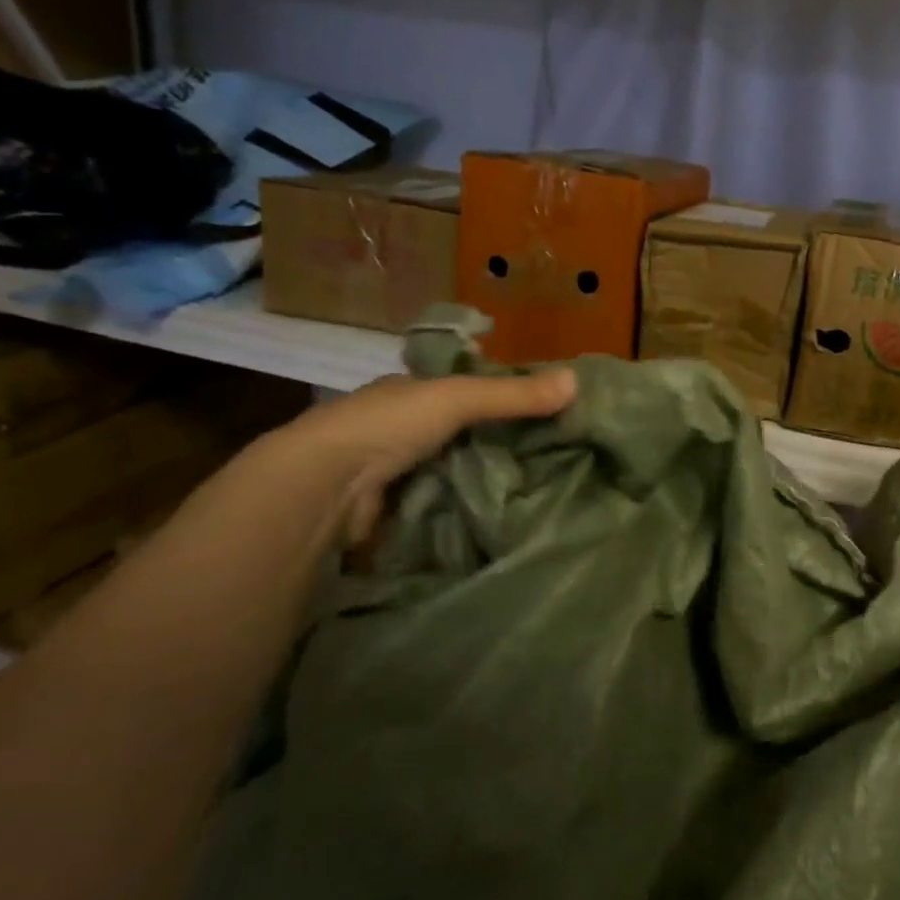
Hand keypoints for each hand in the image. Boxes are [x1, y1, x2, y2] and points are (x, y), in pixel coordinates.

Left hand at [261, 368, 576, 547]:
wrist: (322, 488)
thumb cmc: (387, 426)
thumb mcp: (457, 399)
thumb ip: (513, 395)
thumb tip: (577, 382)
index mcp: (408, 393)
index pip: (462, 391)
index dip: (500, 397)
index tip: (544, 414)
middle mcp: (398, 429)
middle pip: (460, 434)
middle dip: (498, 444)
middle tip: (552, 458)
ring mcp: (392, 473)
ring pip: (452, 472)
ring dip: (482, 481)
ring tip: (539, 491)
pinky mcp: (392, 512)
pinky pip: (441, 507)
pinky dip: (465, 510)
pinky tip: (501, 517)